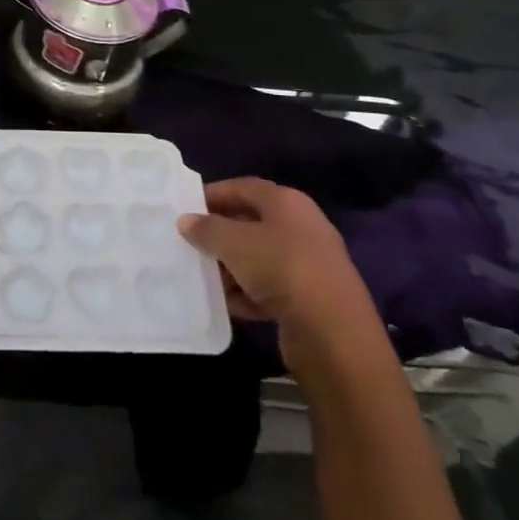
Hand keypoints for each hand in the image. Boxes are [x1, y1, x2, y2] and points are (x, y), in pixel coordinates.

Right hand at [178, 178, 384, 378]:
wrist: (333, 332)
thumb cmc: (280, 268)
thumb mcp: (233, 242)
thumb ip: (206, 229)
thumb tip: (187, 221)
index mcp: (287, 202)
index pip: (243, 187)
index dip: (213, 194)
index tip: (186, 208)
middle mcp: (301, 227)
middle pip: (252, 222)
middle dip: (220, 233)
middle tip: (192, 243)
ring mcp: (309, 264)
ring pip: (260, 258)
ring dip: (232, 267)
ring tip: (206, 278)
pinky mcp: (311, 298)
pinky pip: (271, 288)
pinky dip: (250, 294)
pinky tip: (230, 305)